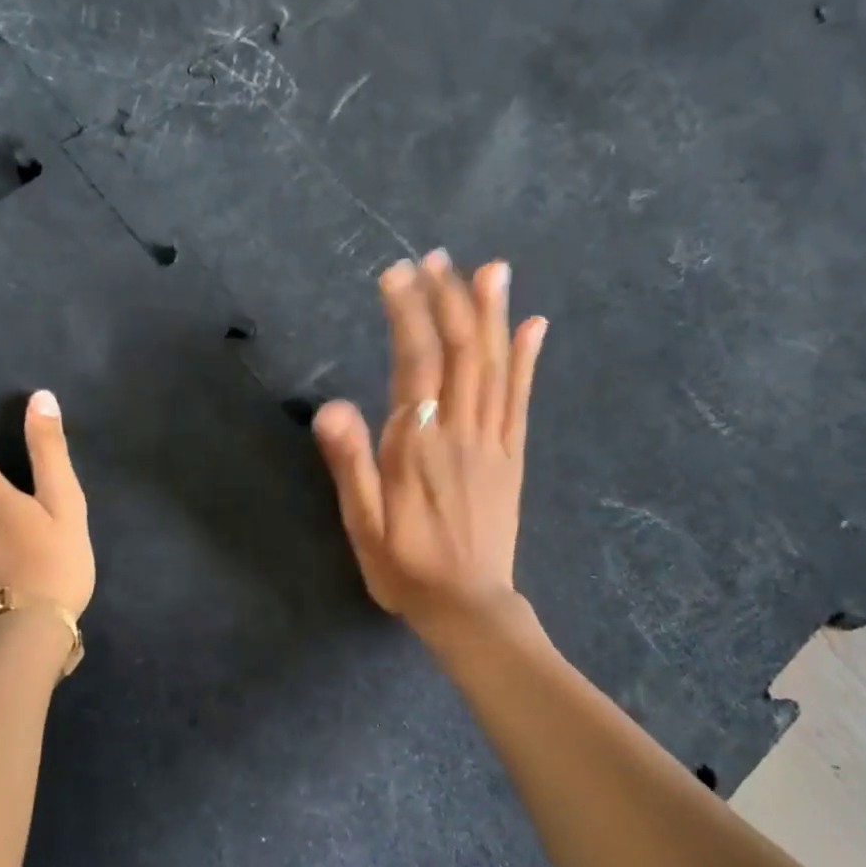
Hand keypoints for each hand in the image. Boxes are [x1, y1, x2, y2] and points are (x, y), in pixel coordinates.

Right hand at [313, 250, 546, 644]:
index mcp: (418, 446)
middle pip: (460, 353)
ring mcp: (494, 443)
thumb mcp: (364, 526)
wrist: (470, 609)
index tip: (397, 273)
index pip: (414, 364)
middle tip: (437, 257)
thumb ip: (351, 464)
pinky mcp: (513, 457)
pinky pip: (522, 400)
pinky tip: (534, 326)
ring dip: (492, 315)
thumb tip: (331, 406)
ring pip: (495, 367)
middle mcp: (461, 433)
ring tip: (491, 269)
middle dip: (449, 299)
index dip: (407, 314)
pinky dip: (528, 359)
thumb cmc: (406, 569)